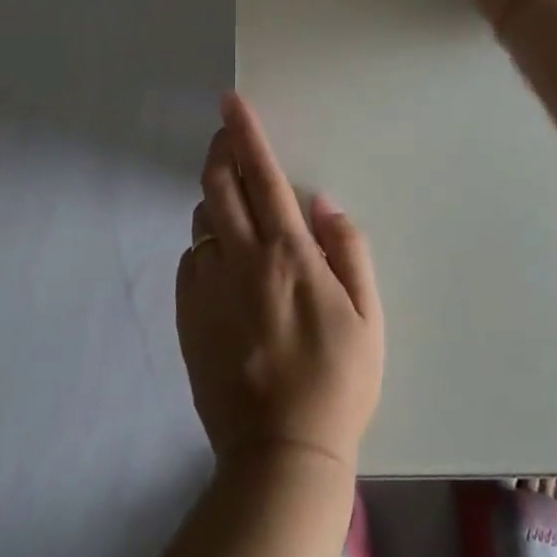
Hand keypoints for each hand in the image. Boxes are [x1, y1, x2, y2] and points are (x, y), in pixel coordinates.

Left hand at [176, 92, 383, 472]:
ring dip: (214, 202)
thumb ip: (348, 249)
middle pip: (218, 185)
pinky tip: (222, 266)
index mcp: (288, 252)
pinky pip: (190, 263)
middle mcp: (241, 259)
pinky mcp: (187, 317)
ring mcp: (208, 288)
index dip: (245, 132)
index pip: (262, 175)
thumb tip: (323, 204)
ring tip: (235, 211)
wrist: (281, 454)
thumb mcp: (368, 315)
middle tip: (225, 136)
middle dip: (219, 151)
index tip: (229, 102)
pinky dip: (204, 249)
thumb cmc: (337, 381)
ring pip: (201, 222)